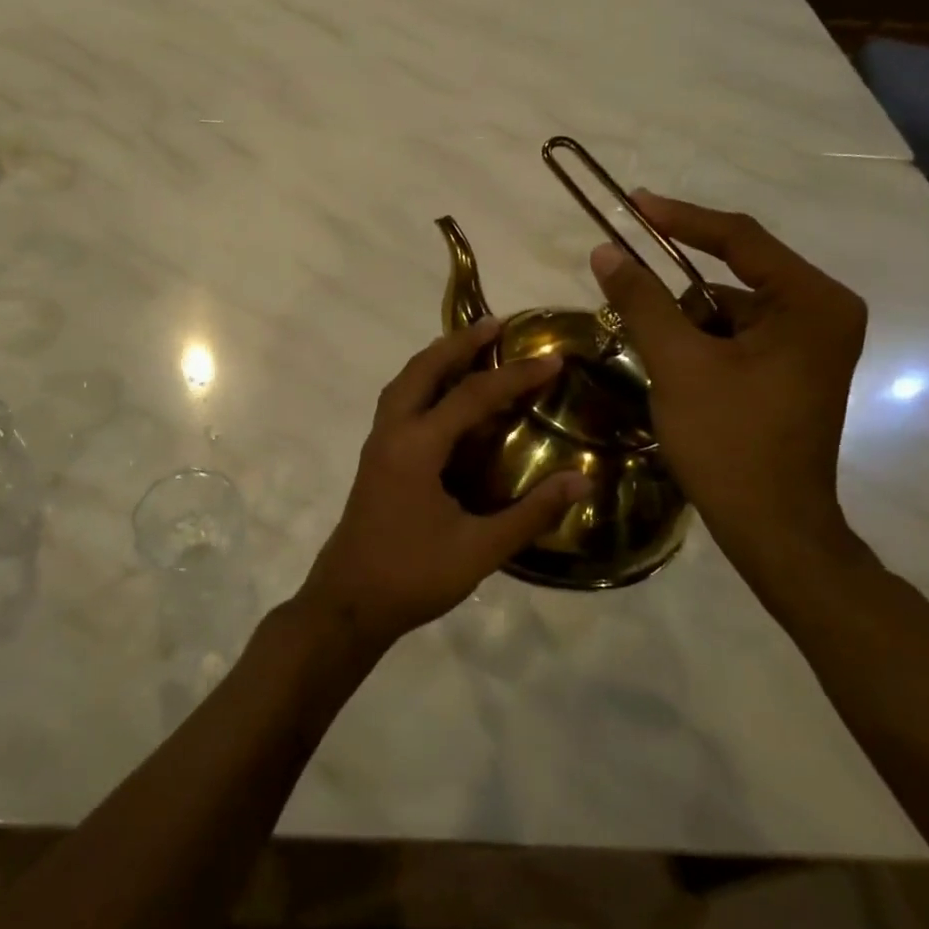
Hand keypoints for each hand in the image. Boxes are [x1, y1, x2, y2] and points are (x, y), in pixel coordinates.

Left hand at [293, 317, 592, 653]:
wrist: (348, 603)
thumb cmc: (412, 576)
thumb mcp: (479, 550)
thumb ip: (530, 514)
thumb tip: (581, 480)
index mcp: (416, 447)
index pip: (471, 396)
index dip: (514, 376)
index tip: (552, 359)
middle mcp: (392, 433)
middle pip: (423, 370)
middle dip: (459, 343)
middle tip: (496, 325)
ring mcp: (378, 444)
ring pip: (404, 383)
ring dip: (436, 359)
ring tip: (471, 348)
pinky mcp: (376, 459)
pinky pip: (399, 403)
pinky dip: (424, 384)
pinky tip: (446, 399)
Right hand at [590, 193, 866, 585]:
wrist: (772, 528)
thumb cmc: (731, 441)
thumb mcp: (678, 363)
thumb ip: (642, 300)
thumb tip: (606, 252)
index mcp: (811, 302)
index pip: (739, 239)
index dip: (680, 218)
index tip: (632, 204)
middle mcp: (821, 313)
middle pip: (731, 278)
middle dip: (676, 295)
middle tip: (627, 300)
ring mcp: (810, 345)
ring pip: (727, 312)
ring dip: (684, 326)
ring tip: (660, 364)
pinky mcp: (792, 371)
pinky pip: (735, 338)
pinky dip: (699, 347)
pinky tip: (678, 378)